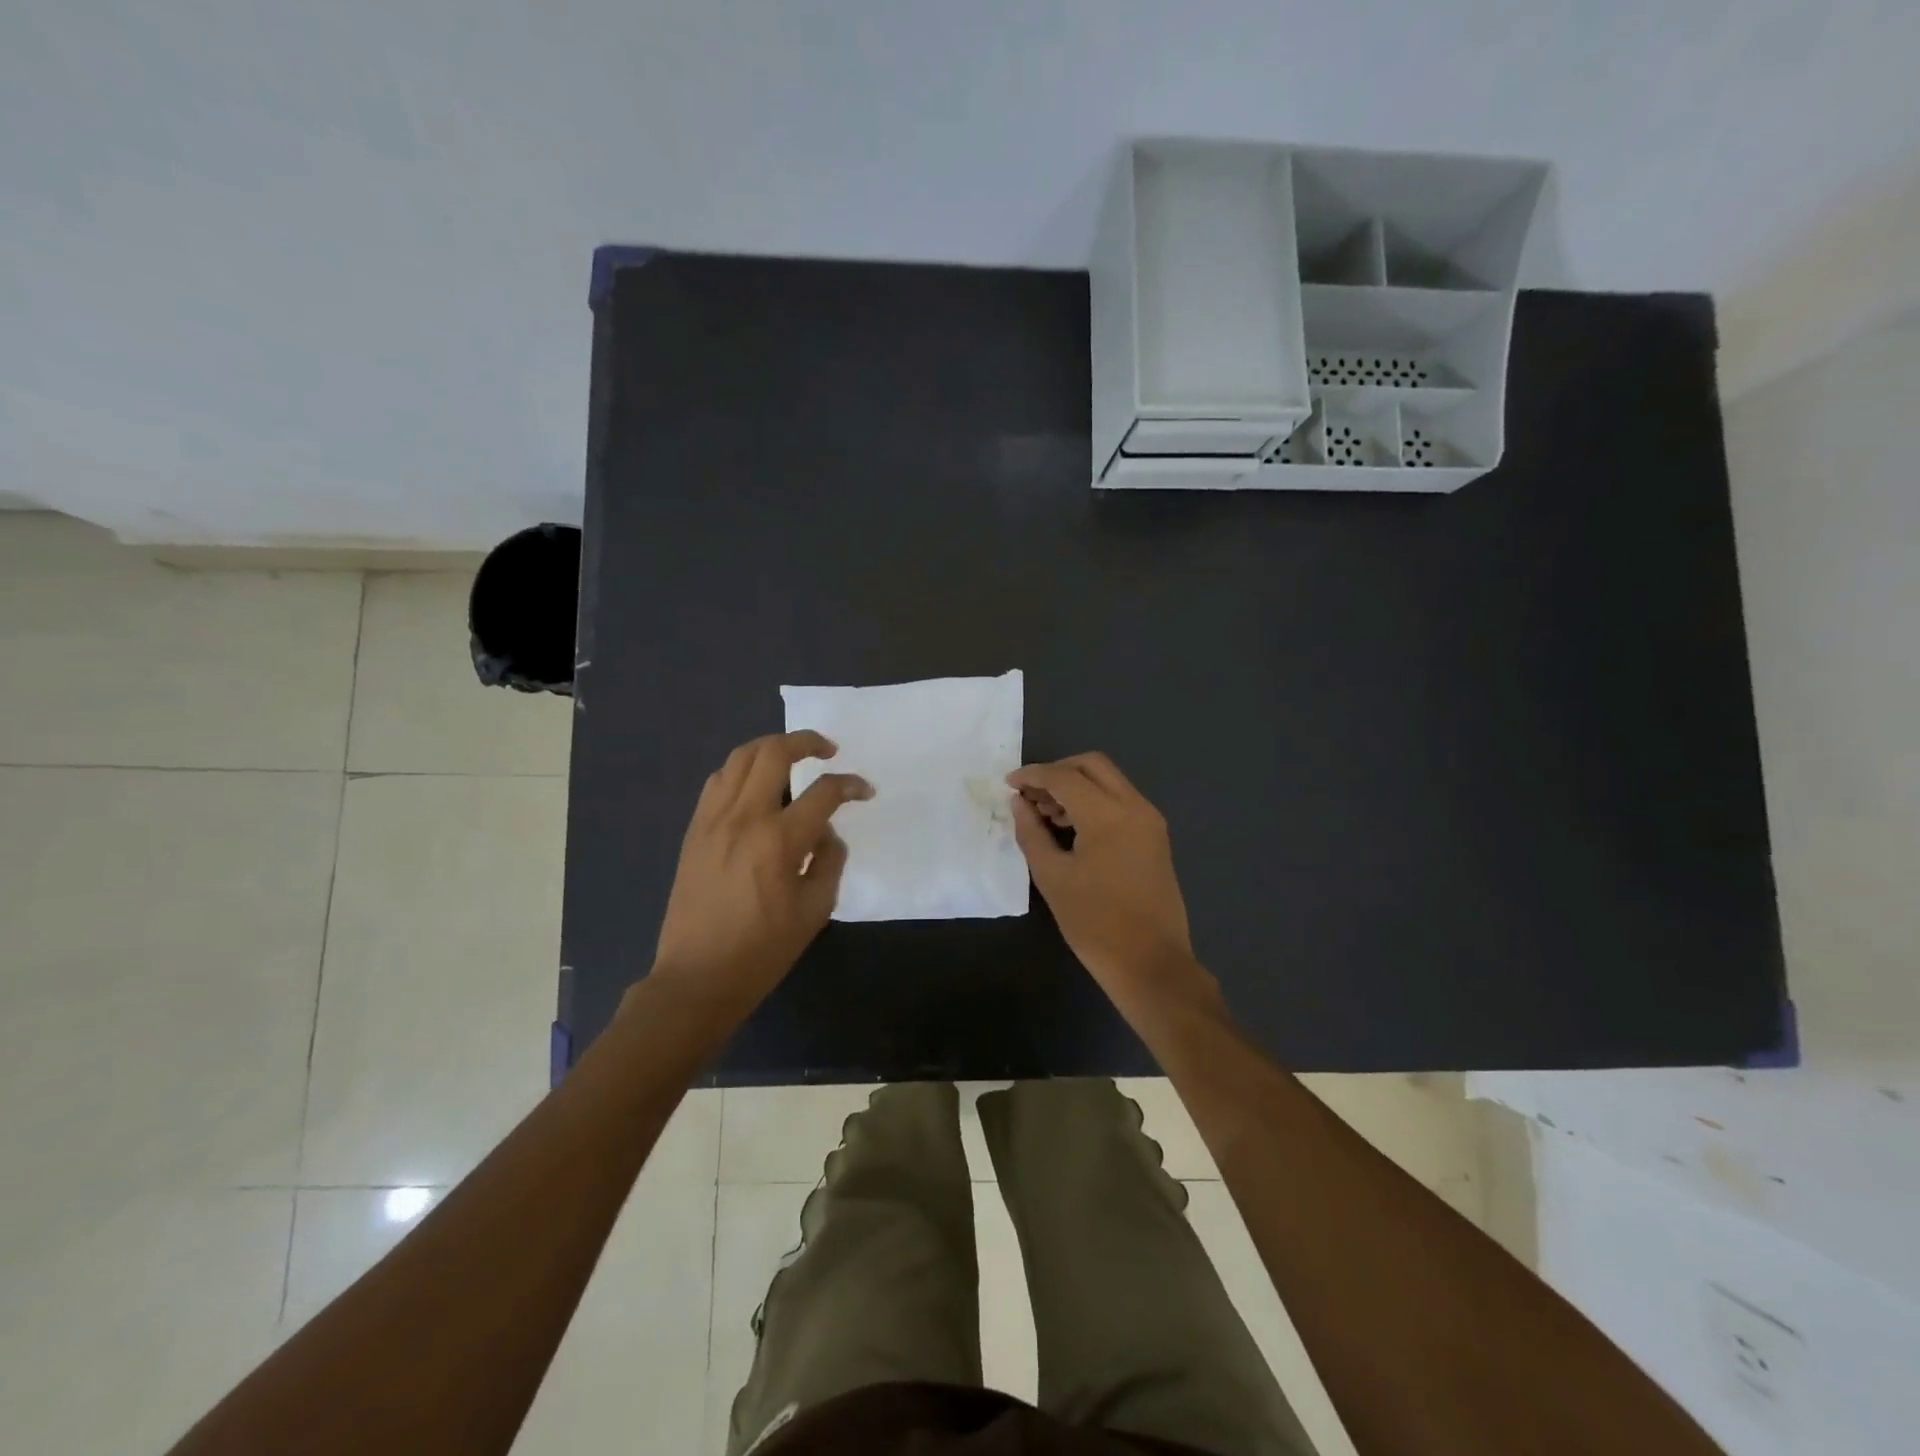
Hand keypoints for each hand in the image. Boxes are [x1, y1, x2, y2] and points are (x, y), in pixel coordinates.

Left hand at [650, 731, 871, 1013]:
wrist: (697, 977)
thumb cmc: (763, 950)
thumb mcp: (815, 910)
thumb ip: (829, 861)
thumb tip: (826, 833)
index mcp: (779, 840)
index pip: (823, 791)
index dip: (850, 785)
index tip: (864, 791)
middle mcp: (743, 817)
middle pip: (773, 753)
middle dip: (807, 741)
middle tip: (828, 751)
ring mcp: (712, 820)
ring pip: (740, 758)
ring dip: (771, 749)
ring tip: (792, 760)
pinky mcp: (694, 830)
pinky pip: (718, 781)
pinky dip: (742, 771)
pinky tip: (756, 788)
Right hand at [1008, 753, 1212, 1009]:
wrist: (1151, 963)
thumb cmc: (1095, 923)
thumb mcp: (1052, 877)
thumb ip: (1031, 833)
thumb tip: (1019, 803)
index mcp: (1108, 815)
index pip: (1064, 777)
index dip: (1032, 776)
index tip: (1008, 784)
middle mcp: (1135, 806)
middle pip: (1092, 765)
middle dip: (1057, 772)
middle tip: (1030, 795)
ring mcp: (1150, 821)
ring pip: (1109, 781)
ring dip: (1076, 786)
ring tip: (1045, 814)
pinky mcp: (1155, 837)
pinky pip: (1121, 802)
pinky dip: (1094, 802)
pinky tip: (1071, 828)